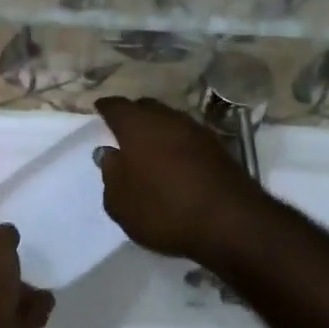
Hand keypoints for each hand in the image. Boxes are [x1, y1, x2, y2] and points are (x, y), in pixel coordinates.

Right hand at [94, 96, 266, 260]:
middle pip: (145, 108)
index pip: (116, 106)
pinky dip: (178, 145)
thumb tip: (109, 153)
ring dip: (158, 130)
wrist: (230, 221)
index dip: (105, 108)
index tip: (99, 110)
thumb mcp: (121, 202)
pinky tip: (175, 163)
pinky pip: (188, 138)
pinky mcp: (218, 147)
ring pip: (169, 121)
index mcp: (137, 125)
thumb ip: (110, 175)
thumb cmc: (164, 209)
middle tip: (122, 131)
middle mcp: (167, 118)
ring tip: (149, 150)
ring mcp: (196, 130)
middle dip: (133, 116)